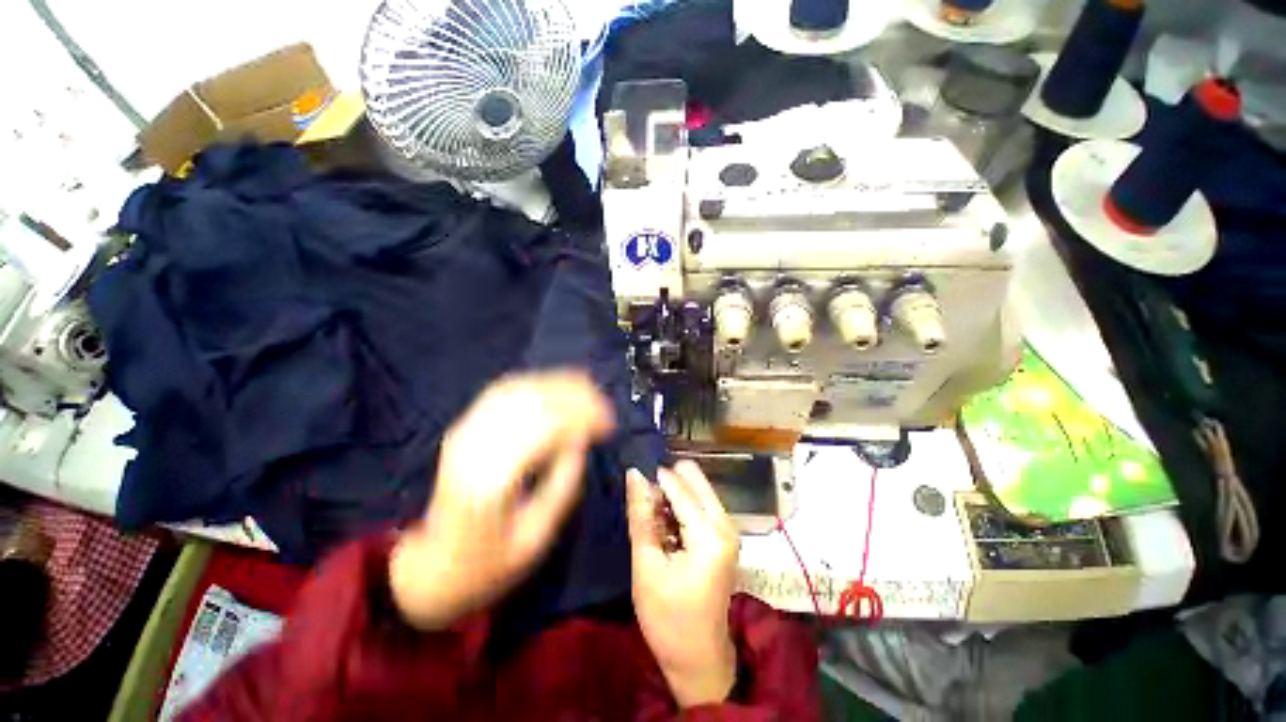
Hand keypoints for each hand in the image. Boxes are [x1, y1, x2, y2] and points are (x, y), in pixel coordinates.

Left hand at [389, 372, 614, 629]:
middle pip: (530, 402)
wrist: (430, 567)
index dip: (581, 418)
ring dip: (556, 384)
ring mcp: (463, 433)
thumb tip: (582, 440)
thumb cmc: (486, 564)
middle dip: (574, 396)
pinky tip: (556, 388)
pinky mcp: (463, 428)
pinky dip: (535, 384)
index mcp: (490, 481)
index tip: (610, 425)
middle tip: (604, 405)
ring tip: (589, 388)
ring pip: (517, 390)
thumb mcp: (535, 538)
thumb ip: (563, 485)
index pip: (543, 429)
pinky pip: (503, 392)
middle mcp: (473, 447)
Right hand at [626, 462, 739, 707]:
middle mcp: (726, 523)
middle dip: (666, 483)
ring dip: (672, 495)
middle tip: (645, 506)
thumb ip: (641, 515)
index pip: (679, 486)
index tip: (633, 479)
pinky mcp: (724, 534)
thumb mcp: (646, 565)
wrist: (698, 657)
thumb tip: (634, 473)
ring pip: (697, 487)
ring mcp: (728, 528)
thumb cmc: (667, 618)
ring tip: (653, 520)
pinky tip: (666, 527)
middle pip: (694, 477)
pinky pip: (701, 502)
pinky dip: (681, 506)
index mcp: (710, 534)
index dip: (653, 480)